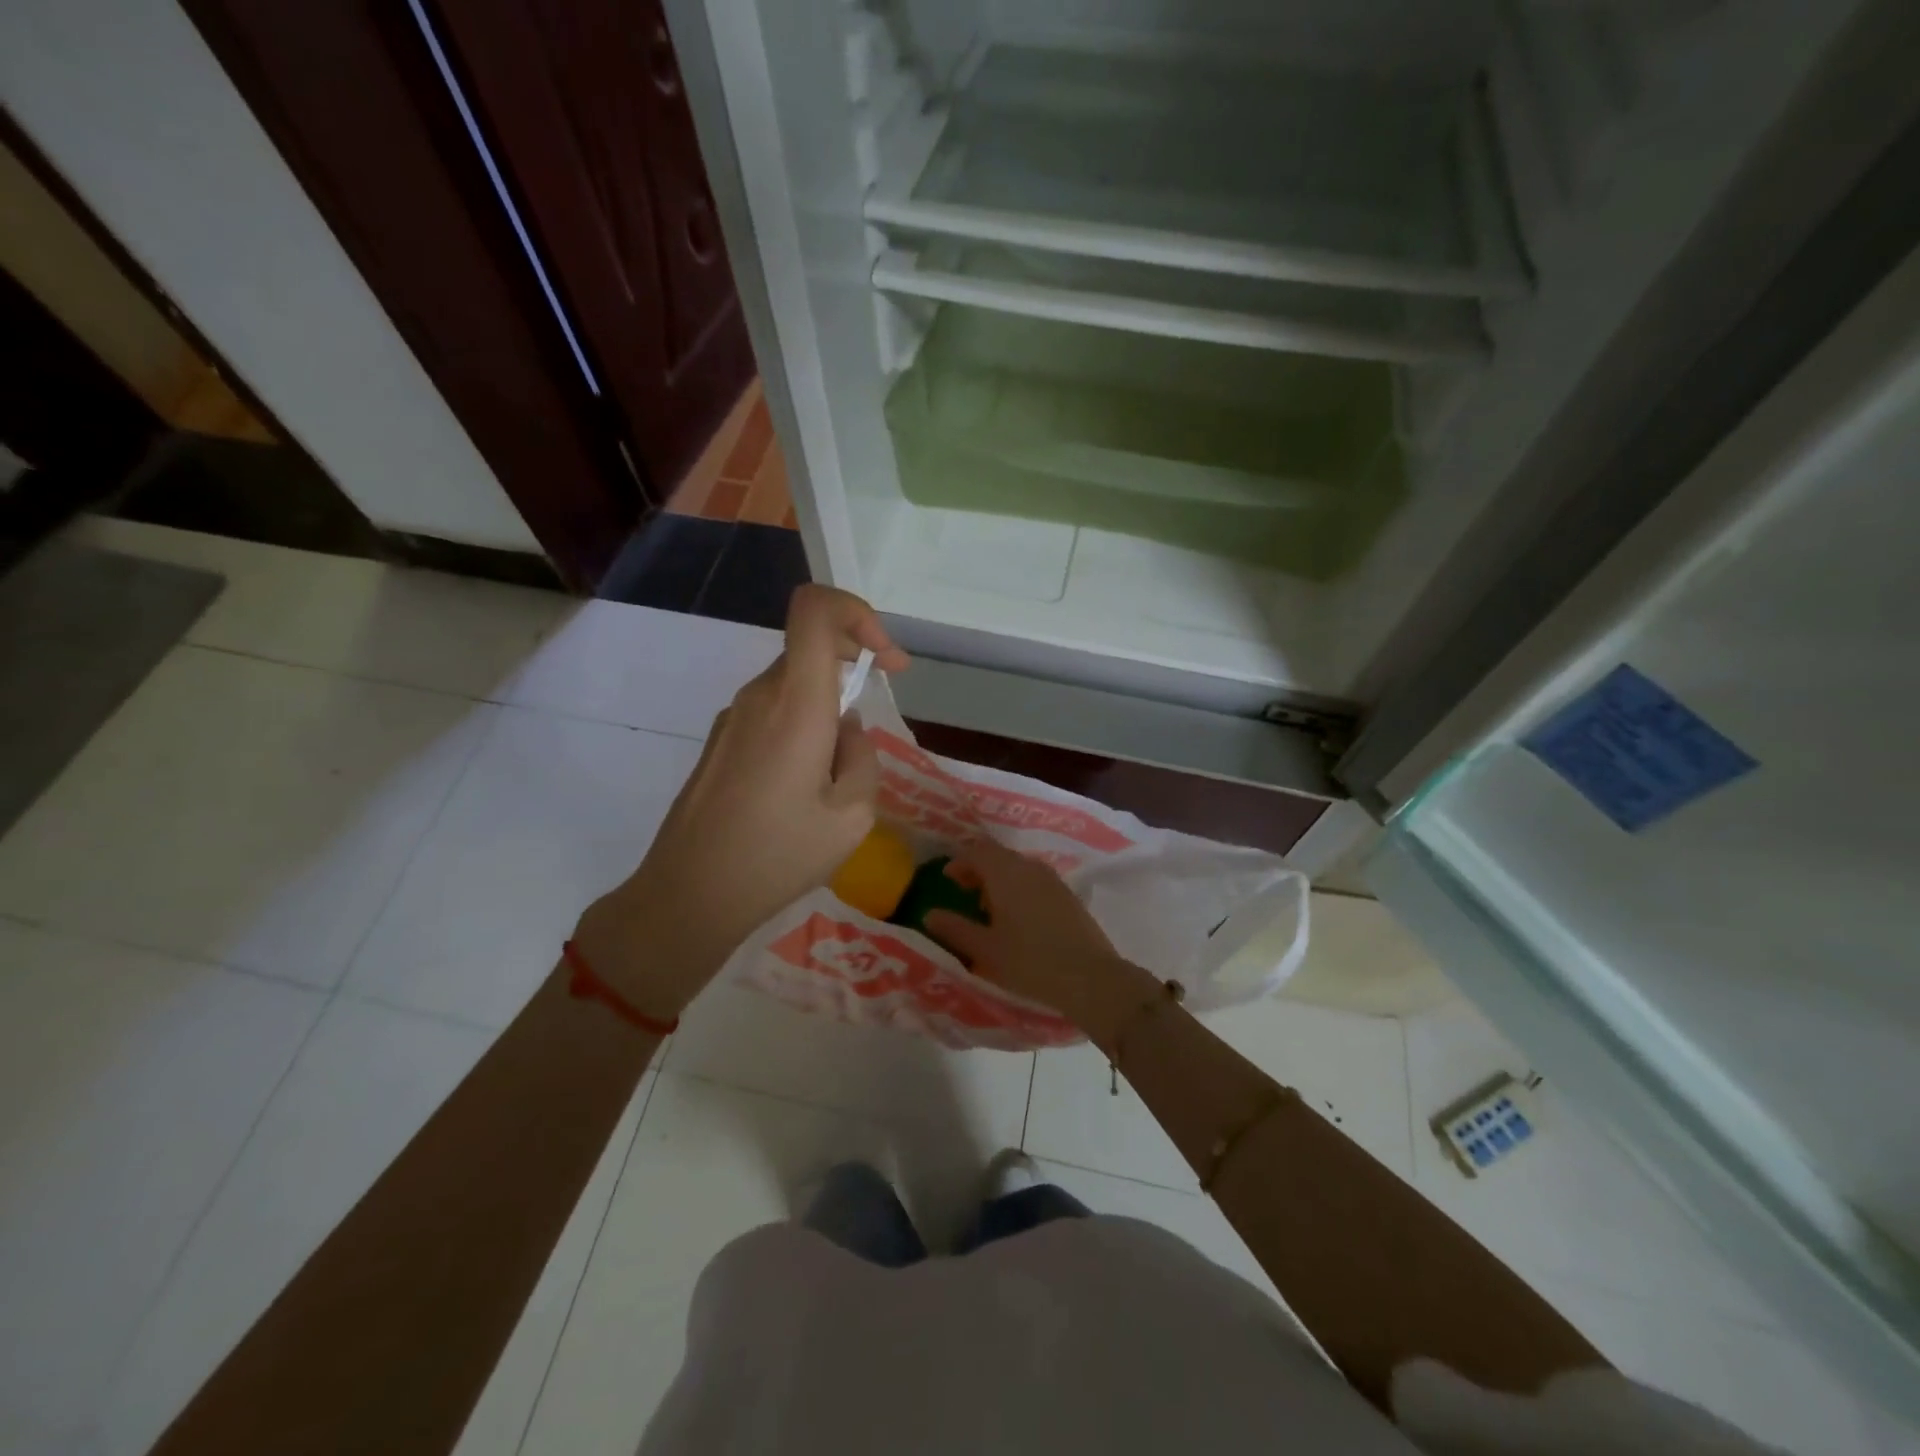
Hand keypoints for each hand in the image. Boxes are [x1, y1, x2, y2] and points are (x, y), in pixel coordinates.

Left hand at [577, 585, 907, 1016]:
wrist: (688, 896)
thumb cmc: (775, 857)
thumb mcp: (851, 818)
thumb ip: (863, 758)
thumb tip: (847, 729)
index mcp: (795, 704)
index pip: (815, 610)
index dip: (858, 613)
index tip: (885, 659)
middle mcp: (759, 696)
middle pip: (810, 647)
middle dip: (852, 671)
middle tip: (870, 729)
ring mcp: (733, 717)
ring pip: (792, 684)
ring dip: (826, 709)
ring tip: (835, 778)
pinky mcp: (720, 741)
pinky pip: (771, 712)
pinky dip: (800, 727)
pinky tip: (801, 789)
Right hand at [925, 840, 1154, 1044]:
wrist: (1090, 978)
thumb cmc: (1030, 962)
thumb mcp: (985, 950)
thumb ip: (955, 929)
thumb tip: (930, 914)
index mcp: (1006, 873)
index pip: (977, 851)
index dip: (960, 861)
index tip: (948, 879)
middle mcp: (1030, 868)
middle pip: (999, 856)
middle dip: (979, 869)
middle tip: (964, 891)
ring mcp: (1053, 880)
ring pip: (1018, 867)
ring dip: (1000, 879)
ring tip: (989, 908)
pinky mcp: (1068, 895)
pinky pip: (1035, 880)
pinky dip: (1019, 888)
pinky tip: (1018, 918)